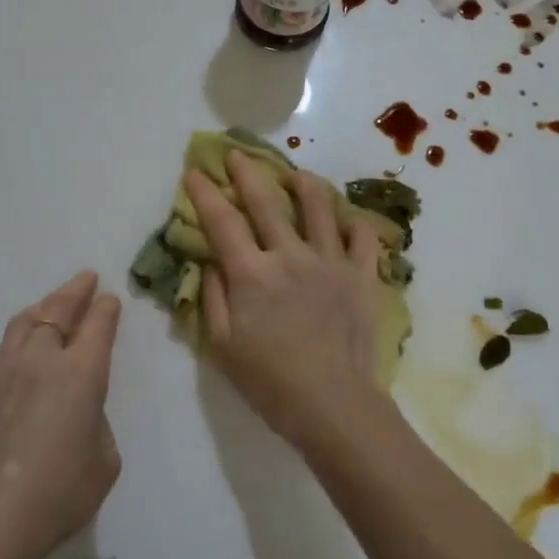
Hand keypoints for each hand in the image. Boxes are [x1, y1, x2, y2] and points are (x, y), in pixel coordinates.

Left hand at [0, 271, 121, 558]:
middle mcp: (41, 361)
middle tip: (86, 279)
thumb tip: (78, 410)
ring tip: (53, 302)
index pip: (97, 324)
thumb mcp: (104, 461)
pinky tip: (24, 353)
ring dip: (44, 306)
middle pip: (57, 310)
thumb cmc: (58, 497)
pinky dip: (21, 339)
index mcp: (81, 374)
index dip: (106, 308)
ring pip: (24, 323)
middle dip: (75, 291)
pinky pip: (4, 352)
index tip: (110, 298)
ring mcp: (3, 373)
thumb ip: (96, 421)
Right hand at [185, 152, 389, 449]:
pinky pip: (363, 238)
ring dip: (304, 184)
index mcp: (252, 273)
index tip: (196, 171)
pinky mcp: (361, 275)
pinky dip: (355, 224)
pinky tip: (347, 220)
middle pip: (265, 201)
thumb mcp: (223, 346)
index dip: (205, 193)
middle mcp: (290, 255)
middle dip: (247, 172)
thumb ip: (214, 297)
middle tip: (238, 154)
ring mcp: (330, 261)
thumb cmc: (270, 382)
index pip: (221, 221)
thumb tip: (212, 260)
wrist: (334, 405)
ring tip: (297, 175)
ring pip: (319, 207)